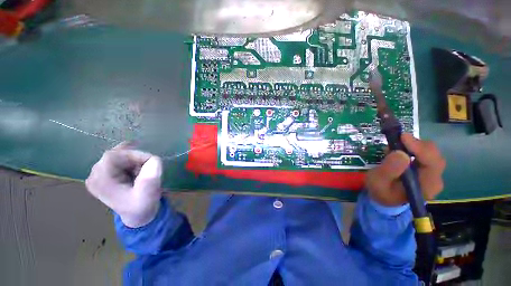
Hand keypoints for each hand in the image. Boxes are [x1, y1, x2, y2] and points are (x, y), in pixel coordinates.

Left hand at [85, 142, 162, 227]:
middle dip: (135, 158)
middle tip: (146, 169)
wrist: (137, 215)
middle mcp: (94, 175)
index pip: (114, 156)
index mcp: (101, 181)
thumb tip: (153, 159)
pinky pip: (117, 158)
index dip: (135, 154)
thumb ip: (150, 177)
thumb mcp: (148, 194)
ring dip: (134, 160)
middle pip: (115, 154)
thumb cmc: (142, 206)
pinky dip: (130, 158)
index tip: (150, 163)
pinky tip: (136, 162)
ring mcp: (97, 173)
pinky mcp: (104, 173)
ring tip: (141, 172)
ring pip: (118, 154)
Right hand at [365, 134, 445, 205]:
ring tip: (394, 147)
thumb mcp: (377, 182)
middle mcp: (434, 179)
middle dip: (415, 145)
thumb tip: (400, 153)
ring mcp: (433, 174)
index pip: (432, 164)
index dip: (420, 148)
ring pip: (430, 152)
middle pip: (433, 155)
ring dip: (413, 145)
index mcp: (425, 187)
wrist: (385, 198)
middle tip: (396, 140)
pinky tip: (400, 150)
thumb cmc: (381, 191)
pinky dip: (412, 147)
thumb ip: (388, 170)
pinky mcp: (427, 168)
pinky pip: (425, 153)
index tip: (403, 137)